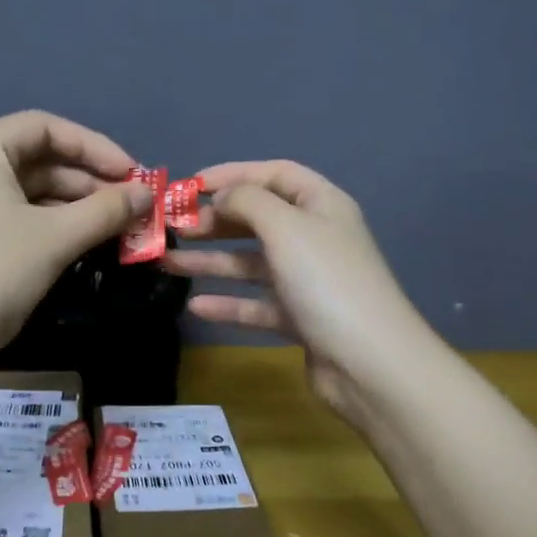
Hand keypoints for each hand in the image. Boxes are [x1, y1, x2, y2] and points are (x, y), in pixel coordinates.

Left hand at [0, 111, 151, 366]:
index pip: (45, 127)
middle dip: (91, 183)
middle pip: (42, 162)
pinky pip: (25, 225)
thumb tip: (147, 193)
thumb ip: (106, 211)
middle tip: (134, 209)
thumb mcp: (55, 237)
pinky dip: (58, 231)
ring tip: (121, 232)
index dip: (93, 145)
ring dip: (79, 210)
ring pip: (35, 198)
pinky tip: (89, 249)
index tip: (131, 173)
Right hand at [164, 161, 433, 416]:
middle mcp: (315, 238)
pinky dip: (228, 303)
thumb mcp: (285, 227)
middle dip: (215, 221)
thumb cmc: (326, 281)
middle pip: (258, 219)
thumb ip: (247, 201)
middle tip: (173, 228)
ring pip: (251, 263)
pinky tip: (196, 305)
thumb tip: (221, 196)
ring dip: (211, 261)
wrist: (369, 362)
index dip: (232, 174)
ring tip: (167, 262)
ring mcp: (308, 280)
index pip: (274, 174)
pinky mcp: (300, 318)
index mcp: (321, 205)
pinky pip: (257, 304)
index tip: (190, 186)